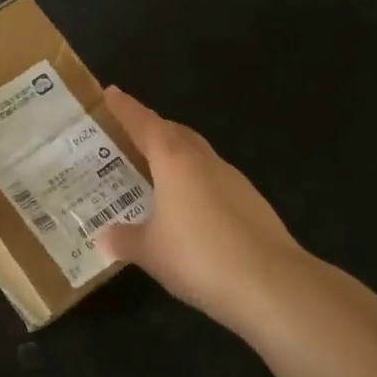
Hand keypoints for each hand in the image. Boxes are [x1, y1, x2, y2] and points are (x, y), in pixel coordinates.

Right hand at [98, 86, 312, 336]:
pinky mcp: (252, 205)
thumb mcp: (150, 251)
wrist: (272, 284)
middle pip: (175, 133)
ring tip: (156, 172)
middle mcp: (204, 162)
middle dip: (152, 128)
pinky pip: (214, 182)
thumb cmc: (198, 256)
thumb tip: (104, 237)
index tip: (110, 92)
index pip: (144, 124)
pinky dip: (196, 184)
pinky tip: (189, 210)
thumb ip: (125, 240)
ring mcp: (234, 181)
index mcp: (174, 161)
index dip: (125, 108)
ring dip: (176, 156)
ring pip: (198, 156)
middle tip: (130, 134)